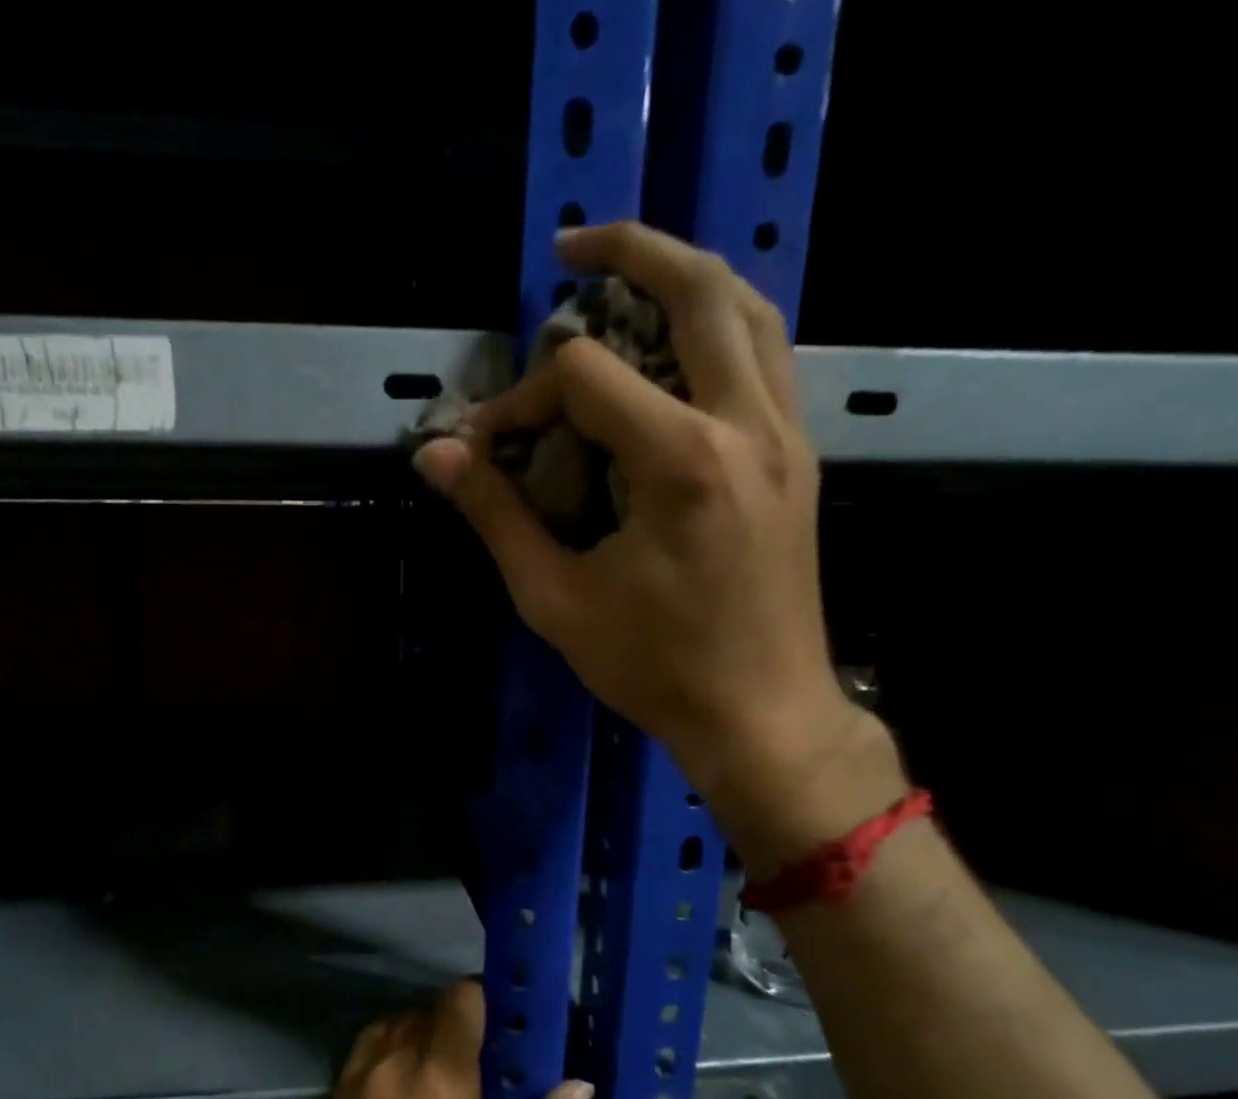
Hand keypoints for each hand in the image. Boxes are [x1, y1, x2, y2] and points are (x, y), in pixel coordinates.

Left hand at [310, 980, 592, 1098]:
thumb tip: (580, 1087)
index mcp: (442, 1082)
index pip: (459, 1000)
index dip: (483, 997)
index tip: (504, 1017)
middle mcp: (394, 1067)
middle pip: (427, 1011)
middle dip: (456, 1022)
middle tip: (483, 1055)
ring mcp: (358, 1084)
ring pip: (392, 1026)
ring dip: (420, 1033)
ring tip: (443, 1069)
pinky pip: (365, 1052)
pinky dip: (388, 1050)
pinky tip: (406, 1087)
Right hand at [413, 222, 904, 868]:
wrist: (761, 713)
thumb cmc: (653, 666)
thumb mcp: (556, 600)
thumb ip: (497, 517)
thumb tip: (437, 456)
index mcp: (682, 462)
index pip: (585, 379)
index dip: (521, 398)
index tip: (486, 447)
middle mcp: (748, 425)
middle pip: (699, 290)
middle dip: (629, 250)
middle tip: (572, 246)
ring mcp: (788, 436)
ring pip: (752, 310)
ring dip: (689, 275)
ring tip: (631, 272)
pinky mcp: (800, 458)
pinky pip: (769, 357)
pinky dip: (724, 326)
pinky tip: (682, 346)